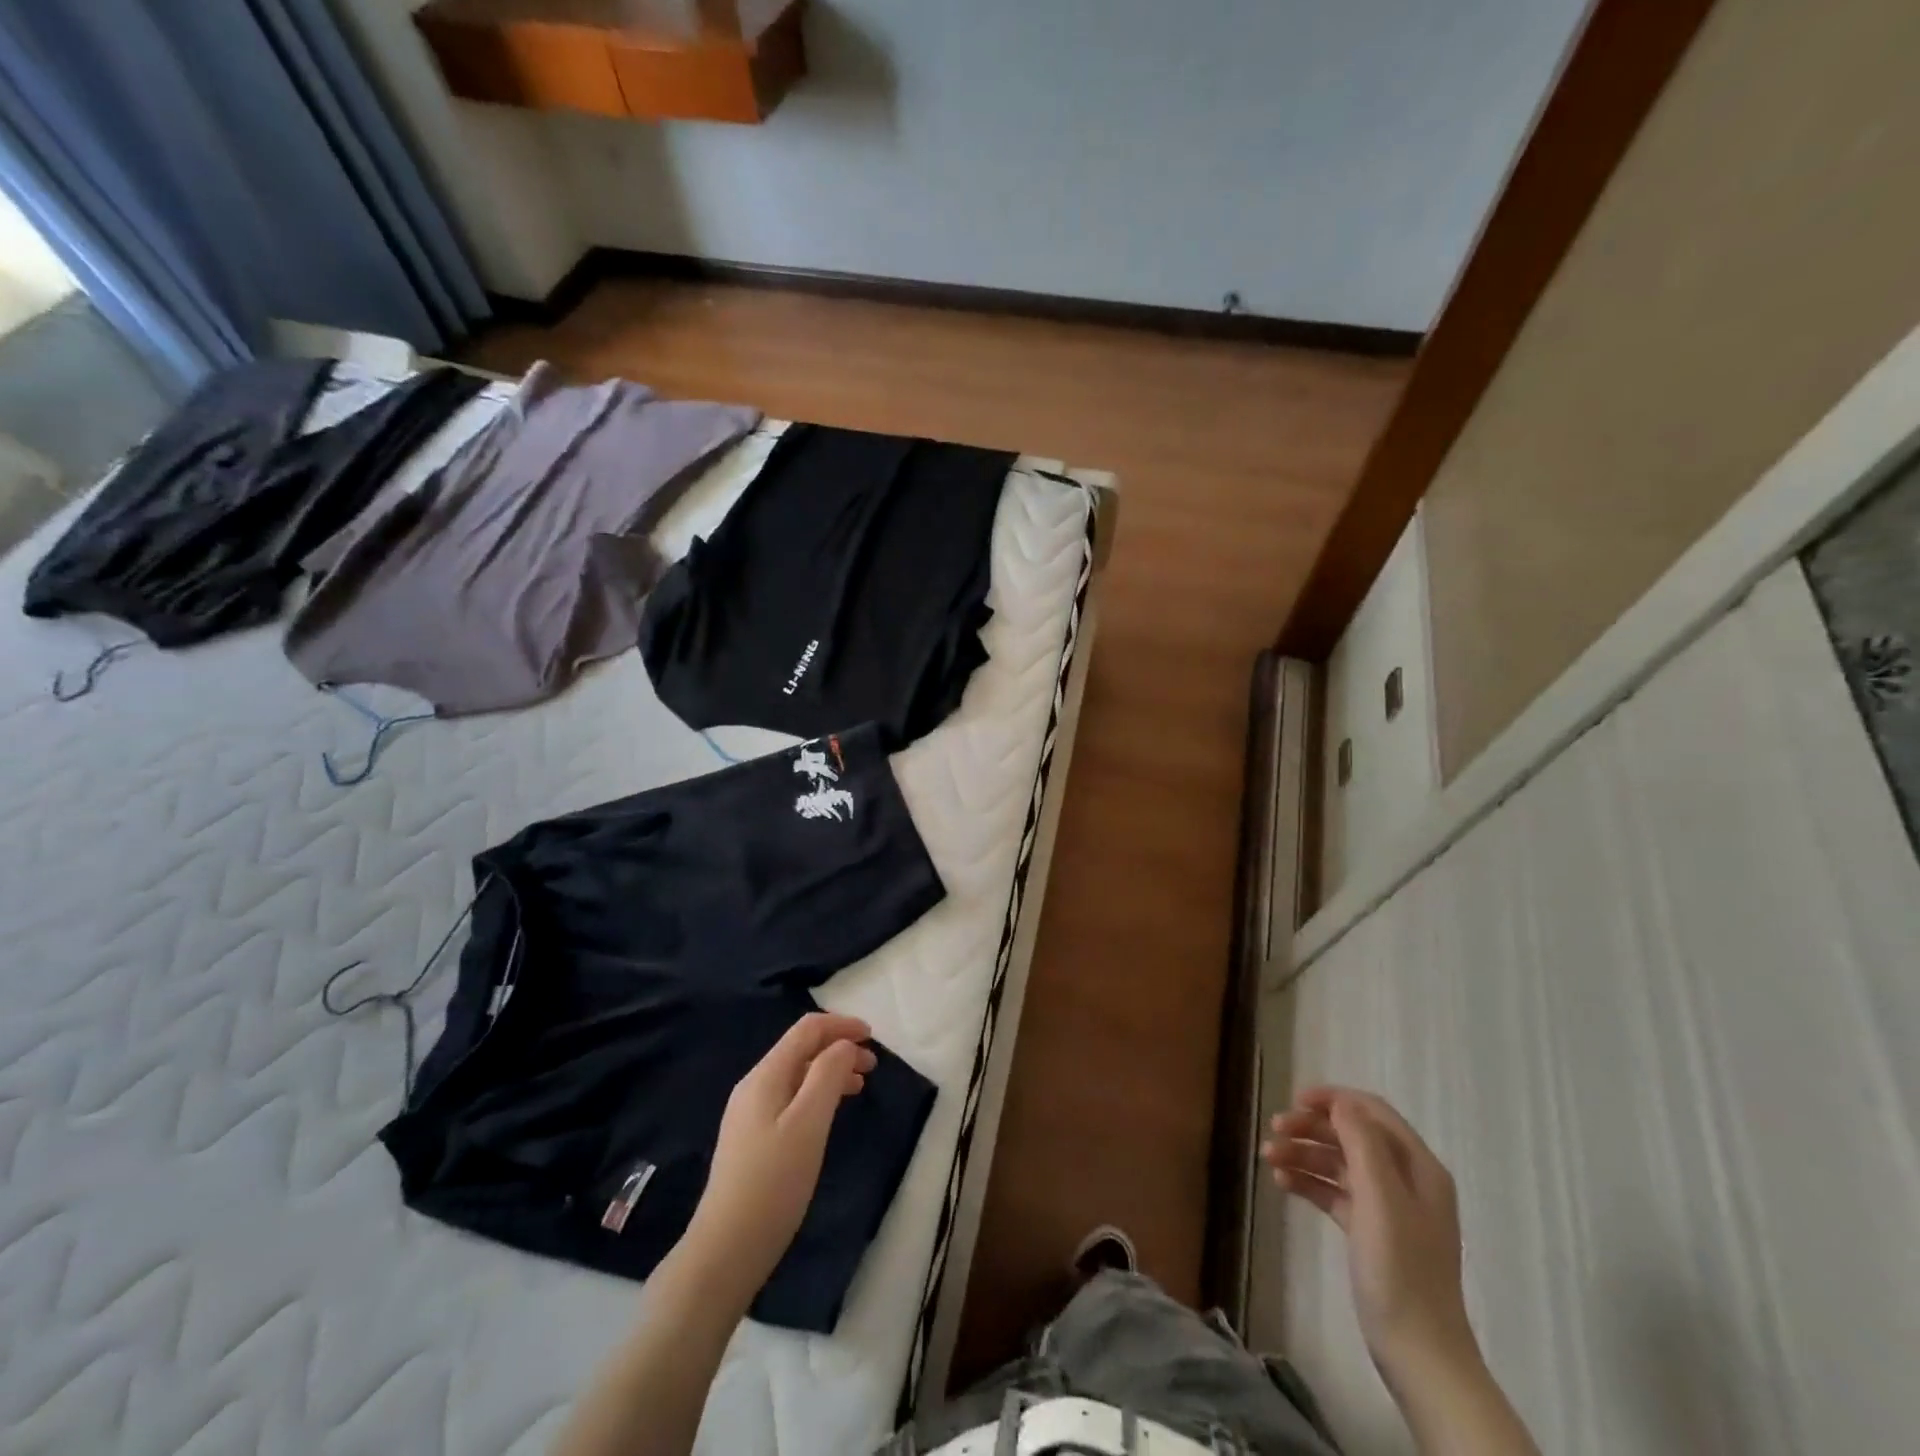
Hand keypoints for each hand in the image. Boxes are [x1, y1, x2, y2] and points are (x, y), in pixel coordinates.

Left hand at [685, 1012, 876, 1300]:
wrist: (726, 1249)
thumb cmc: (774, 1182)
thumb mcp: (809, 1123)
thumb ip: (828, 1075)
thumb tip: (843, 1045)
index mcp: (766, 1075)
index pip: (807, 1030)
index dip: (841, 1025)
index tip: (873, 1037)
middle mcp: (754, 1085)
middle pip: (801, 1049)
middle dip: (839, 1048)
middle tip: (873, 1066)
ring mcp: (750, 1113)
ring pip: (797, 1074)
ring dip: (830, 1071)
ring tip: (860, 1086)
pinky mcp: (752, 1138)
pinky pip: (790, 1097)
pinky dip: (817, 1093)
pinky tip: (829, 1113)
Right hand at [1262, 1087, 1472, 1380]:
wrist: (1418, 1353)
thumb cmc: (1400, 1268)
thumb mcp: (1381, 1198)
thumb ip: (1362, 1143)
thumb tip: (1341, 1104)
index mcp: (1418, 1167)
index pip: (1372, 1112)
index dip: (1334, 1100)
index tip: (1294, 1101)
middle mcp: (1405, 1180)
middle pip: (1351, 1135)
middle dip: (1311, 1128)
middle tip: (1274, 1130)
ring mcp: (1388, 1207)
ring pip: (1339, 1163)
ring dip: (1303, 1154)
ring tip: (1268, 1159)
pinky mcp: (1370, 1232)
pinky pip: (1334, 1192)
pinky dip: (1309, 1183)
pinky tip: (1282, 1184)